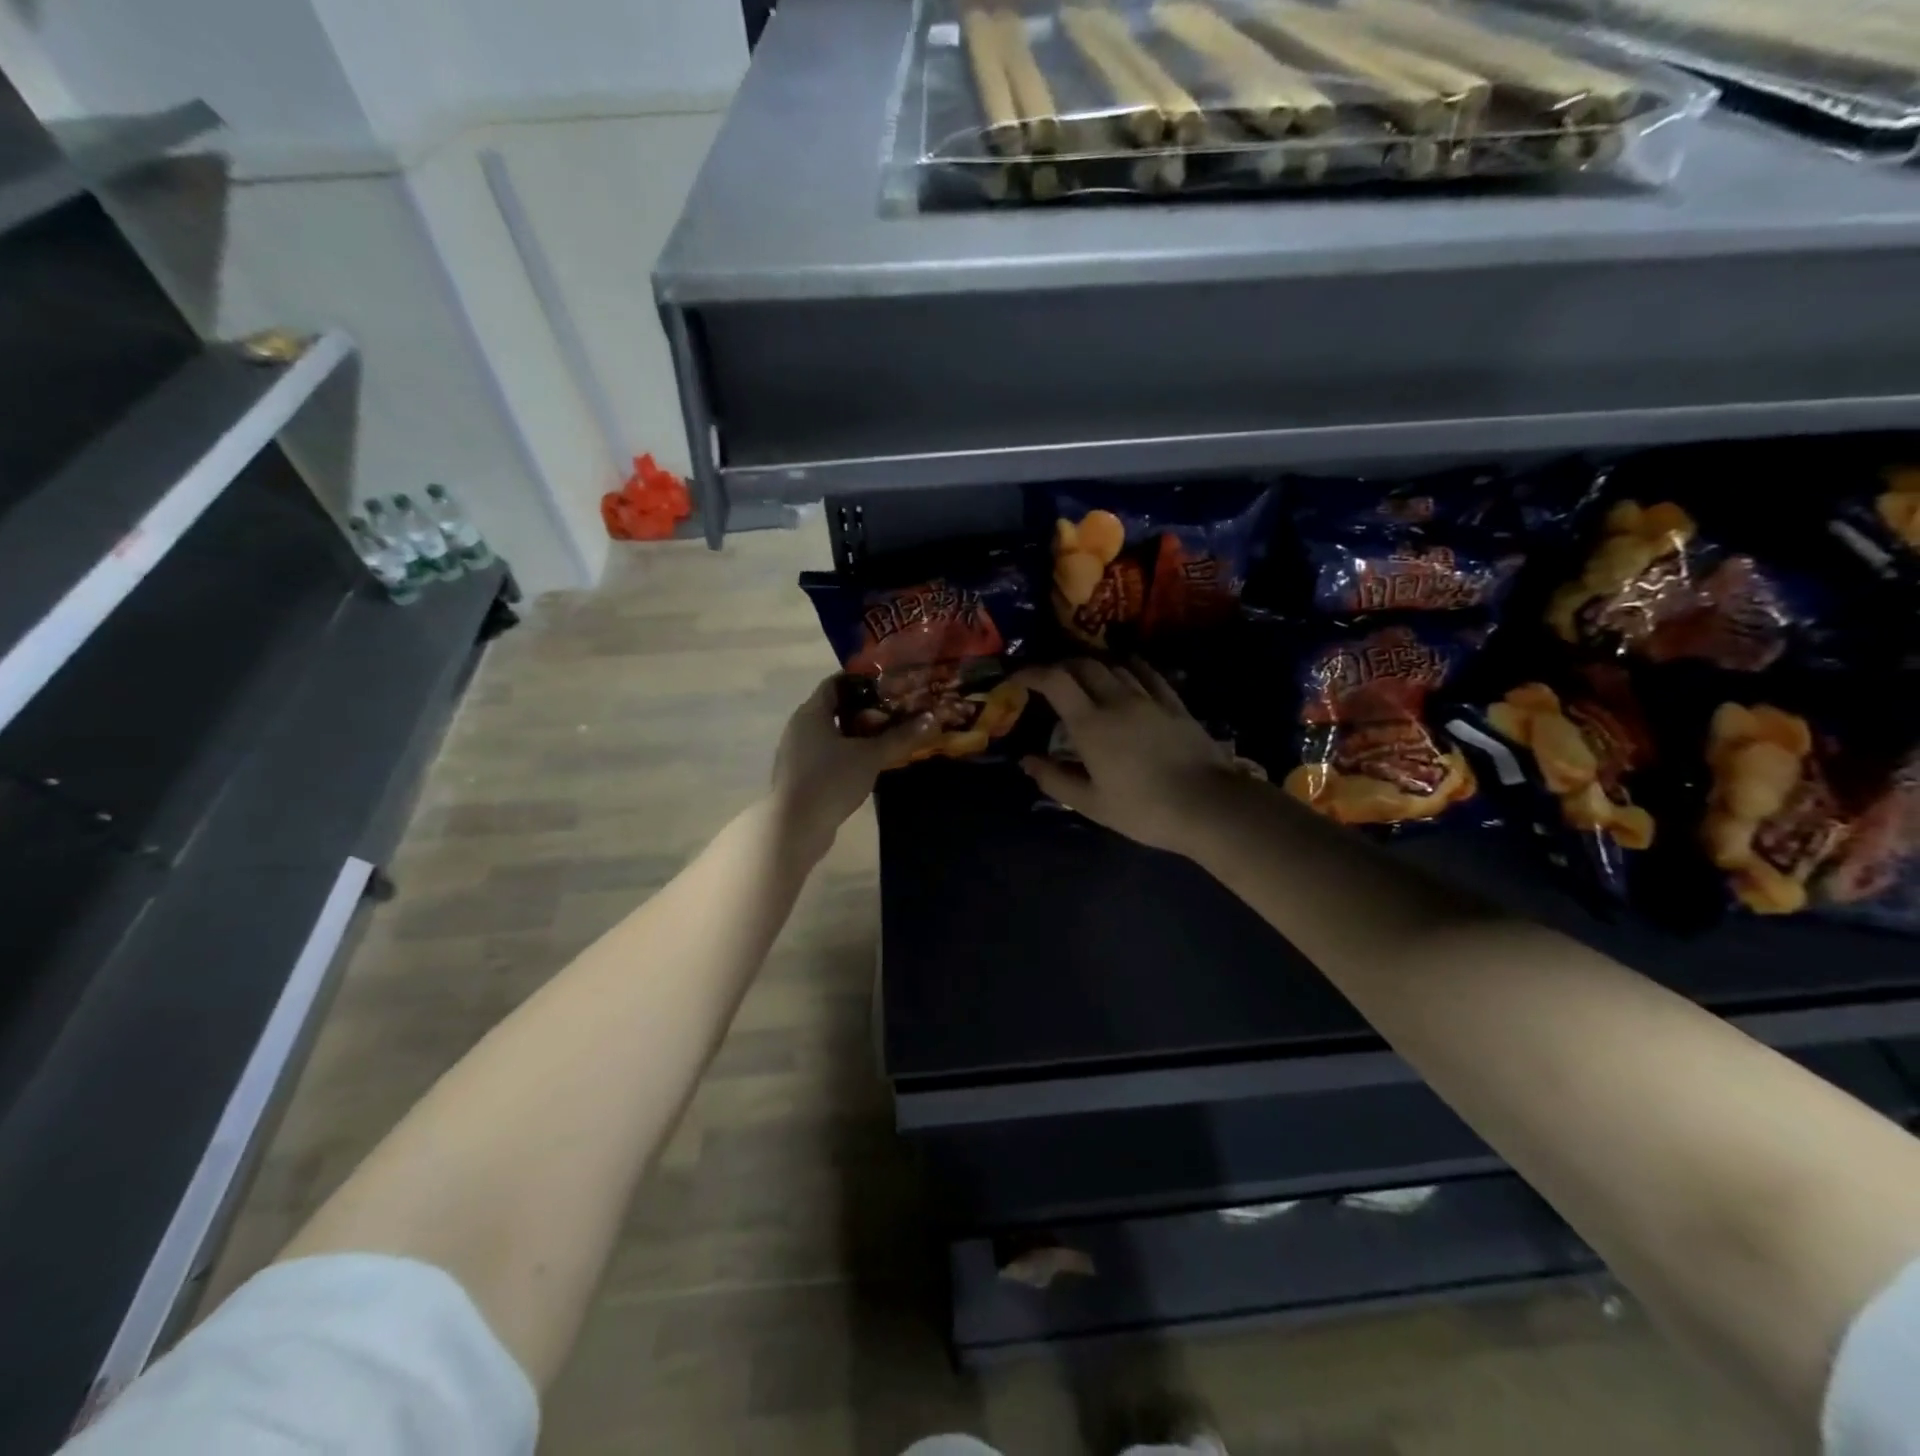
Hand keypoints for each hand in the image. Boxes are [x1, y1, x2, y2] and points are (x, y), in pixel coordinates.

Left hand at [771, 675, 936, 856]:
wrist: (795, 827)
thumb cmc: (831, 780)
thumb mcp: (871, 756)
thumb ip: (900, 736)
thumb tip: (931, 718)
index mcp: (811, 712)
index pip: (835, 683)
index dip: (862, 681)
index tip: (889, 685)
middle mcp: (799, 727)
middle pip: (834, 709)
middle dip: (864, 710)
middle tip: (894, 713)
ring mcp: (796, 753)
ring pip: (830, 734)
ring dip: (856, 735)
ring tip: (885, 739)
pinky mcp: (798, 776)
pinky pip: (825, 755)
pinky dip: (845, 754)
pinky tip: (866, 765)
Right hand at [1012, 659, 1245, 857]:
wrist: (1209, 806)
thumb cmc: (1144, 809)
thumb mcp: (1091, 804)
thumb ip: (1055, 779)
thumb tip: (1026, 760)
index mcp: (1090, 724)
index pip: (1054, 681)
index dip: (1031, 673)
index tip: (1016, 679)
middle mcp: (1117, 700)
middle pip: (1083, 665)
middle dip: (1059, 666)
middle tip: (1047, 680)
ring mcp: (1149, 698)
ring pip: (1114, 665)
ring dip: (1092, 665)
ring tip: (1082, 677)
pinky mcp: (1174, 703)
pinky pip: (1147, 672)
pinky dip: (1128, 665)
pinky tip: (1126, 669)